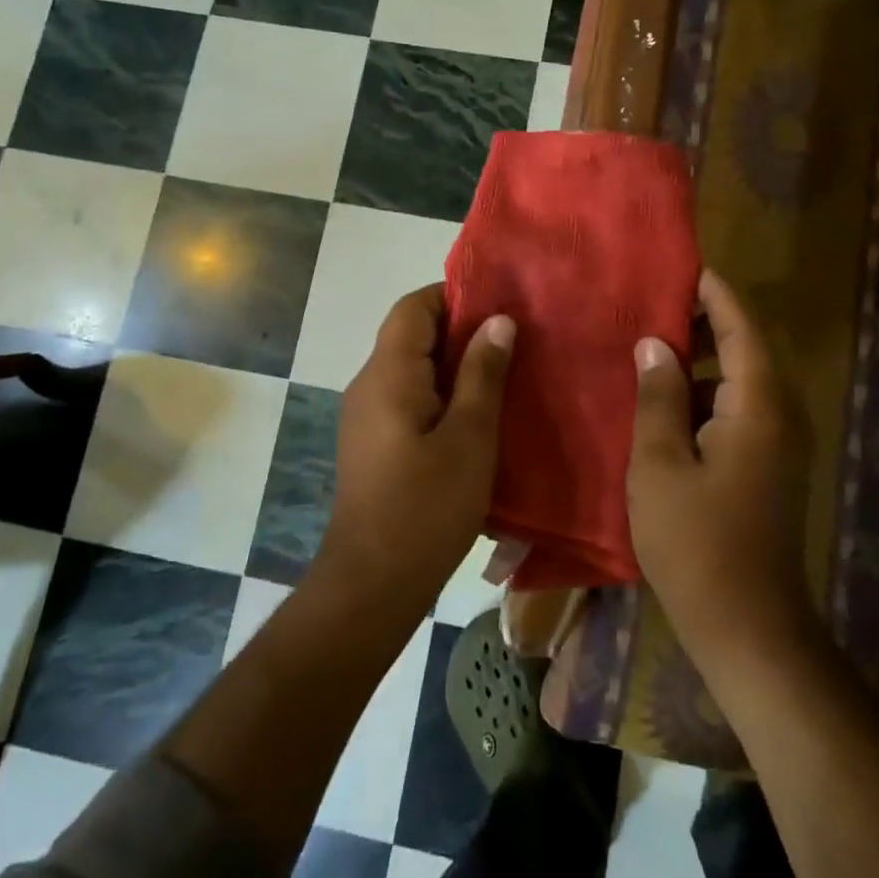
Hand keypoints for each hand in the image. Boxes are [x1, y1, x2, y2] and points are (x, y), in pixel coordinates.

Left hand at [316, 285, 514, 621]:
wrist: (373, 582)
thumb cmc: (427, 505)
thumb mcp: (470, 436)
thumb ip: (483, 373)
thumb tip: (497, 320)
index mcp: (389, 373)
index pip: (414, 306)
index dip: (454, 295)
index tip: (500, 305)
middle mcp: (369, 384)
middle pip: (411, 334)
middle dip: (460, 330)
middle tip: (513, 340)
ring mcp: (365, 415)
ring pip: (410, 368)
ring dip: (452, 365)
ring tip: (503, 375)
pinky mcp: (371, 443)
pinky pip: (406, 398)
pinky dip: (440, 394)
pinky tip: (475, 417)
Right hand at [626, 269, 813, 685]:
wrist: (749, 627)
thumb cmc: (697, 543)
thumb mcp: (660, 464)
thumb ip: (657, 396)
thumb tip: (655, 344)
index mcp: (758, 404)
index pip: (741, 325)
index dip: (712, 291)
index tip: (678, 265)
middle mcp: (779, 413)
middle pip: (746, 346)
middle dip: (702, 320)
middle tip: (649, 301)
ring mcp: (777, 442)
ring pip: (739, 378)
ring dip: (699, 357)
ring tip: (647, 341)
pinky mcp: (767, 466)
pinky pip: (736, 408)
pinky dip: (703, 392)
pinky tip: (661, 399)